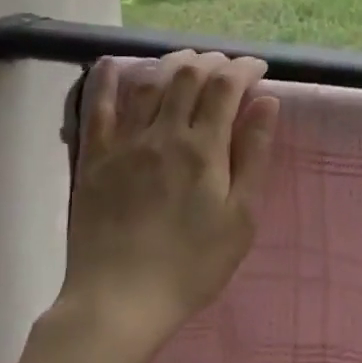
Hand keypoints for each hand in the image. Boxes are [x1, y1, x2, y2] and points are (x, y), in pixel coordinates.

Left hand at [57, 50, 279, 362]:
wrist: (119, 301)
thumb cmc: (192, 265)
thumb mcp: (240, 217)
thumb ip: (254, 155)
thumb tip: (267, 103)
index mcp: (204, 149)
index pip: (226, 87)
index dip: (244, 69)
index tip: (258, 69)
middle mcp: (164, 134)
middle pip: (188, 76)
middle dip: (212, 61)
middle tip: (227, 67)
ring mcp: (125, 143)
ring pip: (149, 82)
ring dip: (172, 63)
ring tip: (188, 62)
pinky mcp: (94, 158)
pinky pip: (98, 107)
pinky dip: (107, 79)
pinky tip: (115, 63)